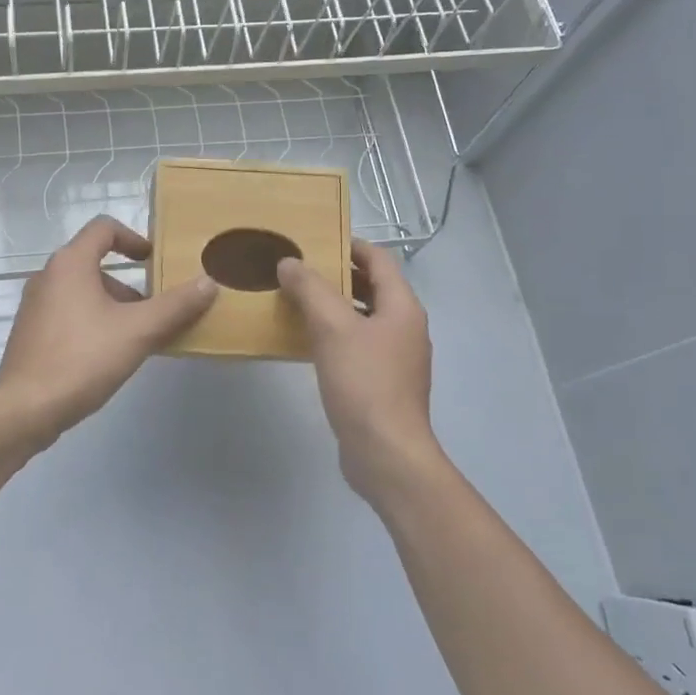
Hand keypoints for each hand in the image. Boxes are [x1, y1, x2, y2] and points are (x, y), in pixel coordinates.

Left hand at [0, 217, 216, 445]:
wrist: (24, 409)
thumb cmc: (82, 359)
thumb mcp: (138, 331)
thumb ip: (176, 306)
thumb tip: (210, 282)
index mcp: (70, 263)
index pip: (104, 228)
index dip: (134, 238)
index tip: (155, 260)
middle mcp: (48, 275)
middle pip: (94, 262)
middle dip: (129, 283)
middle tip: (154, 310)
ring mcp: (34, 305)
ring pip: (82, 291)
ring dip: (112, 306)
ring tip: (136, 338)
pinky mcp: (30, 332)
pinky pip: (68, 313)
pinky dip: (92, 322)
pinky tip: (108, 356)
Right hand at [278, 239, 439, 503]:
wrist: (386, 454)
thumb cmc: (364, 383)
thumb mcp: (332, 328)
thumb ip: (310, 289)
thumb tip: (290, 262)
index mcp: (402, 308)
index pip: (380, 260)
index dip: (351, 245)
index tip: (317, 241)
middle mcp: (405, 328)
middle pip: (372, 288)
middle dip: (337, 276)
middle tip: (299, 269)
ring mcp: (397, 358)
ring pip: (363, 318)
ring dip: (333, 306)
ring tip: (296, 300)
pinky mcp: (383, 383)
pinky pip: (358, 345)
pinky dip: (335, 334)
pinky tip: (307, 341)